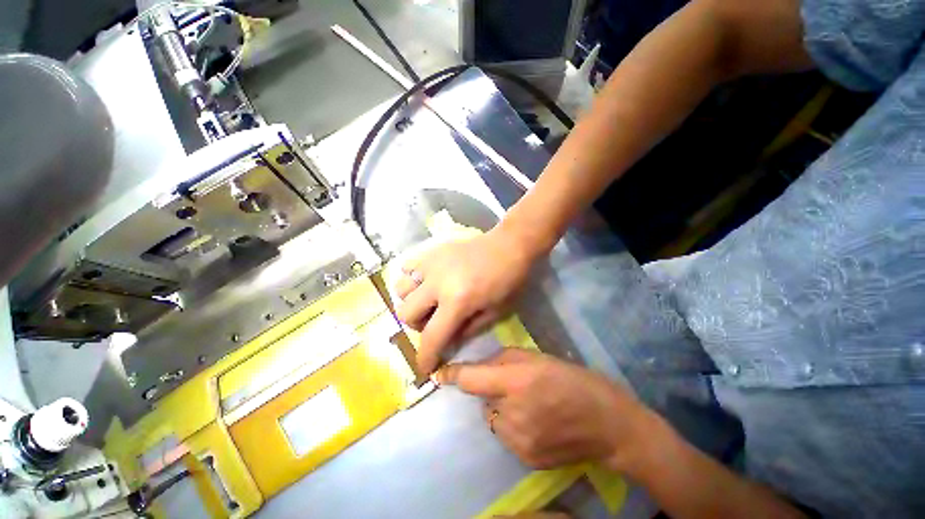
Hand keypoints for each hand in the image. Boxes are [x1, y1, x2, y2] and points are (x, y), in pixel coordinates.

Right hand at [394, 227, 537, 373]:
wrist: (508, 246)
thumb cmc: (508, 281)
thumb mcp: (494, 313)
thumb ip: (466, 331)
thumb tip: (446, 342)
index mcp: (457, 301)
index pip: (432, 337)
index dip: (425, 357)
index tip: (424, 367)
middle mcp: (437, 283)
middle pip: (406, 314)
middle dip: (418, 327)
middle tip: (434, 323)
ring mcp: (431, 264)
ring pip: (400, 290)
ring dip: (412, 302)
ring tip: (428, 300)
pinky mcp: (430, 252)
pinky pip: (406, 268)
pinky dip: (412, 279)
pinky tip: (426, 281)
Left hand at [436, 349, 655, 470]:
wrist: (609, 425)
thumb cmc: (573, 380)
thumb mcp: (538, 357)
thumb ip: (505, 359)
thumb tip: (483, 366)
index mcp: (515, 382)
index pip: (472, 379)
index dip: (452, 375)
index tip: (436, 373)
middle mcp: (511, 413)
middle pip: (482, 400)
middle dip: (490, 391)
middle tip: (515, 386)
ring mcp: (517, 441)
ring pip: (493, 418)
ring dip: (501, 409)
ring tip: (529, 405)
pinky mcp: (525, 458)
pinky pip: (506, 435)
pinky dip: (512, 426)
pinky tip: (537, 422)